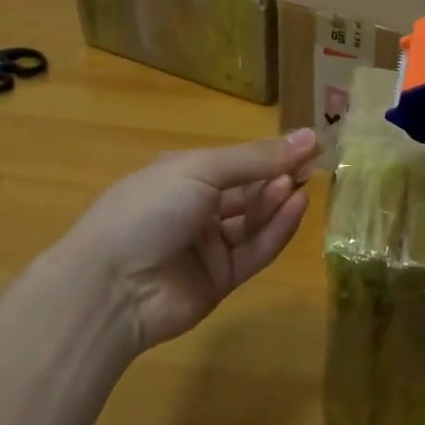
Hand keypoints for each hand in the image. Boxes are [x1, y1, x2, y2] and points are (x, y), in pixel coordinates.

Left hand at [65, 130, 320, 352]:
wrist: (111, 287)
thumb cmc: (151, 209)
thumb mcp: (201, 170)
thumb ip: (257, 158)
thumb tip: (309, 136)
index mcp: (182, 175)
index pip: (237, 161)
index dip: (271, 152)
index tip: (310, 143)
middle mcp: (196, 208)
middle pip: (248, 190)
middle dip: (278, 176)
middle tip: (313, 165)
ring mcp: (208, 246)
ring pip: (254, 220)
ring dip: (277, 202)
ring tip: (301, 186)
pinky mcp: (221, 279)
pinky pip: (255, 251)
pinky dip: (276, 230)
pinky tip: (296, 208)